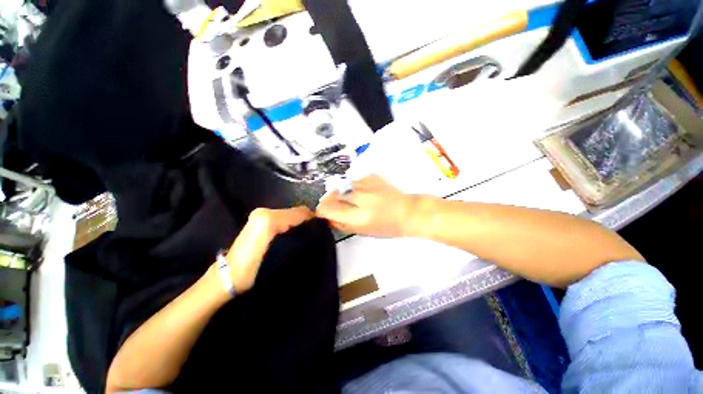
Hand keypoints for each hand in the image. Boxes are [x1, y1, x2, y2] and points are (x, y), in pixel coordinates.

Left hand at [225, 206, 313, 291]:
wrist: (228, 277)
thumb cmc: (252, 268)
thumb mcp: (277, 250)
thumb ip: (295, 233)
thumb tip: (313, 225)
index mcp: (268, 218)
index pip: (300, 212)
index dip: (312, 219)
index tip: (321, 231)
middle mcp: (265, 212)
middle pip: (295, 212)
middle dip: (306, 221)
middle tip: (314, 234)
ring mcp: (262, 215)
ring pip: (291, 215)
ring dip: (300, 224)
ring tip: (305, 237)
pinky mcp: (261, 221)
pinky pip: (284, 219)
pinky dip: (292, 225)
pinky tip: (294, 235)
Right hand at [316, 175, 418, 237]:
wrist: (408, 212)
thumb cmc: (387, 226)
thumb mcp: (362, 231)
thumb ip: (341, 224)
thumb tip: (327, 217)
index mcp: (358, 216)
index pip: (328, 209)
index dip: (322, 210)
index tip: (322, 211)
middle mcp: (360, 198)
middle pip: (333, 195)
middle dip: (331, 201)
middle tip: (339, 206)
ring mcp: (366, 185)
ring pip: (343, 186)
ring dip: (345, 193)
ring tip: (357, 199)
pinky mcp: (372, 176)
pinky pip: (355, 181)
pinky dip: (356, 187)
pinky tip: (365, 193)